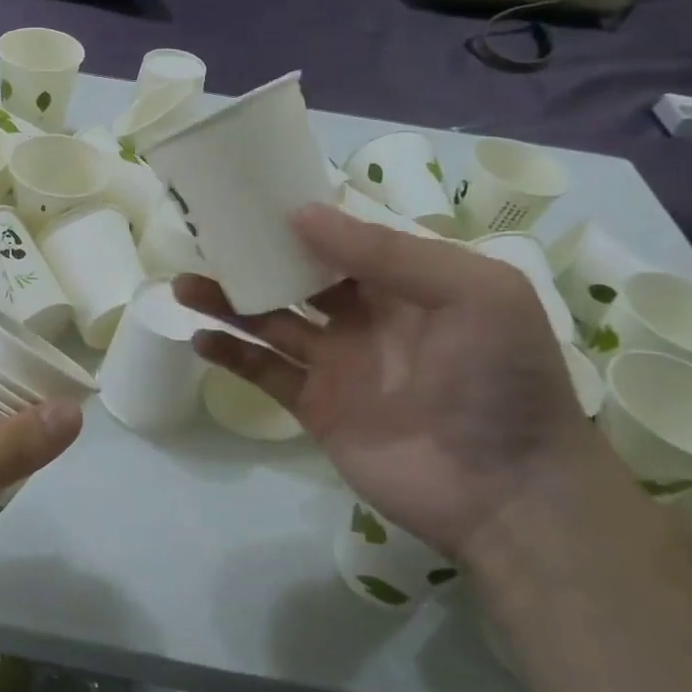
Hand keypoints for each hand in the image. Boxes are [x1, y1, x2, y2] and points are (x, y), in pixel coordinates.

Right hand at [176, 207, 614, 560]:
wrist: (508, 491)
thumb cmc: (501, 378)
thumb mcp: (471, 292)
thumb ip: (387, 251)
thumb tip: (300, 213)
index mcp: (405, 283)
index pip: (342, 240)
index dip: (299, 220)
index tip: (250, 199)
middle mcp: (365, 317)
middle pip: (296, 278)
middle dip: (253, 258)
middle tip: (204, 238)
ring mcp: (337, 364)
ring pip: (270, 322)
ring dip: (227, 302)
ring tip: (183, 285)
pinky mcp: (315, 407)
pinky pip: (265, 373)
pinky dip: (231, 355)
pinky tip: (200, 339)